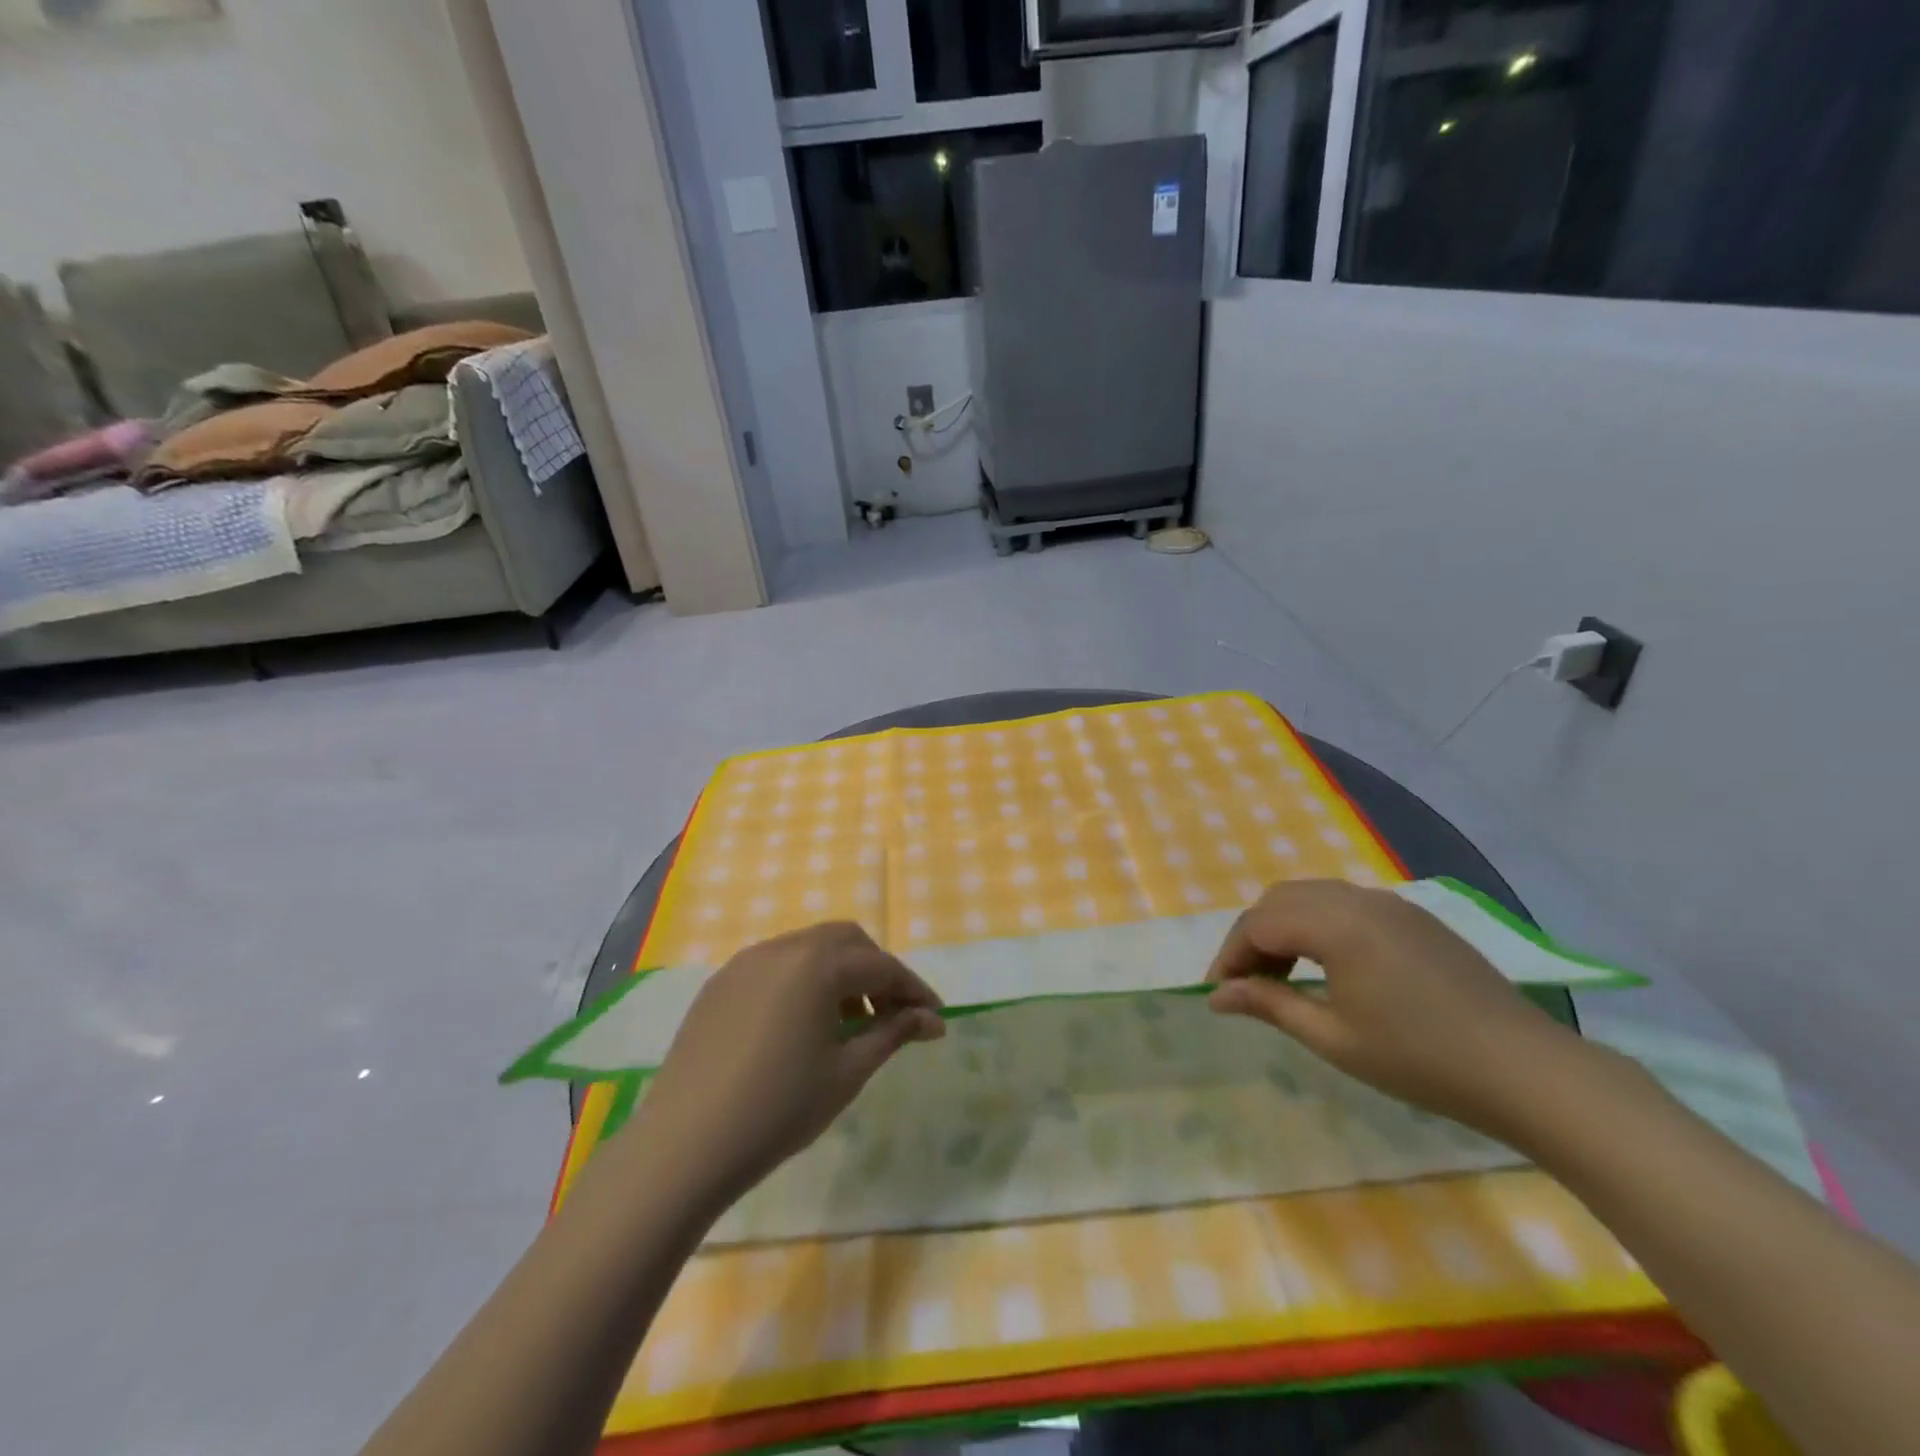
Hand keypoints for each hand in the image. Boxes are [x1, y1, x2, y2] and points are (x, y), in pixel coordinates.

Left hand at [625, 922, 945, 1208]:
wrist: (683, 1146)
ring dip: (839, 973)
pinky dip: (803, 980)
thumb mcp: (846, 1073)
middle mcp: (781, 948)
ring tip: (848, 1022)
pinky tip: (801, 1024)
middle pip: (846, 941)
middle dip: (876, 971)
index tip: (934, 1017)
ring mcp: (745, 962)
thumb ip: (892, 1034)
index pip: (881, 965)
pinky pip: (775, 965)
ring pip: (809, 948)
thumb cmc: (778, 1110)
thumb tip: (932, 1020)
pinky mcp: (720, 983)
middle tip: (891, 1014)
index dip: (913, 990)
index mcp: (816, 964)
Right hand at [1206, 879, 1582, 1135]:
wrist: (1525, 1069)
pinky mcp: (1413, 917)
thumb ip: (1269, 1005)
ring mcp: (1390, 903)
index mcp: (1335, 924)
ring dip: (1284, 927)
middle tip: (1246, 983)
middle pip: (1280, 899)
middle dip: (1253, 936)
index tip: (1218, 993)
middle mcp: (1357, 899)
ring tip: (1281, 975)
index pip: (1259, 924)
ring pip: (1312, 896)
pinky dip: (1318, 924)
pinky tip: (1327, 965)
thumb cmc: (1420, 1059)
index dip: (1231, 956)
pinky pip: (1345, 904)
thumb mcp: (1333, 1038)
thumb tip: (1217, 996)